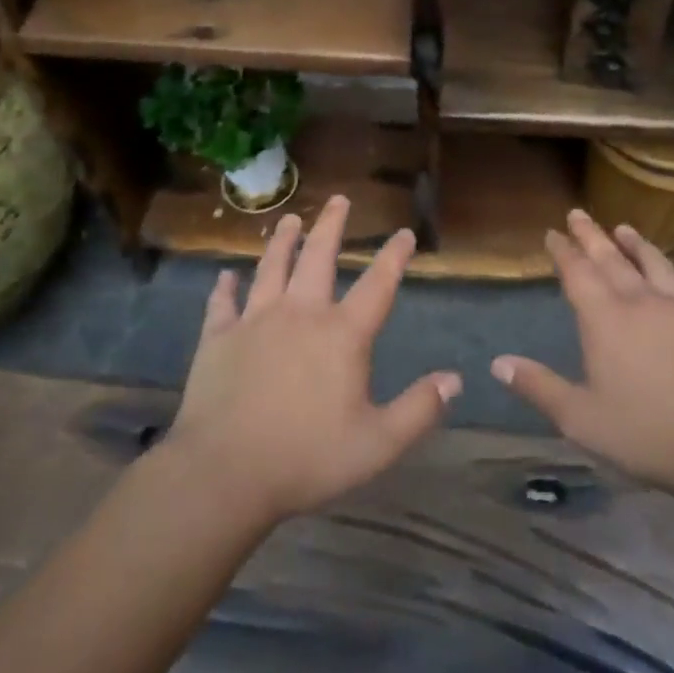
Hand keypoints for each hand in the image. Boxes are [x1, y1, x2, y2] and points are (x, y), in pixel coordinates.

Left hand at [163, 195, 460, 525]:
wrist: (225, 473)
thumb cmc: (307, 458)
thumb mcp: (378, 443)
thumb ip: (419, 409)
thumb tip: (455, 379)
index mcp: (342, 334)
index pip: (378, 285)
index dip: (394, 256)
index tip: (405, 233)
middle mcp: (300, 313)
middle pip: (319, 256)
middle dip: (332, 225)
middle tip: (338, 199)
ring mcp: (255, 321)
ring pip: (271, 267)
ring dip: (282, 241)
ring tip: (290, 219)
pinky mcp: (218, 338)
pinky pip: (222, 304)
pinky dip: (224, 287)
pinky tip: (225, 276)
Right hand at [492, 210, 673, 498]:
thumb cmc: (644, 432)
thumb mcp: (579, 418)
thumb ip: (538, 387)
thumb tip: (497, 363)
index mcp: (604, 319)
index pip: (577, 274)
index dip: (563, 251)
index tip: (552, 232)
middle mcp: (641, 301)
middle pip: (612, 259)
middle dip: (592, 235)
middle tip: (578, 214)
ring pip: (657, 264)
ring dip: (638, 245)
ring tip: (625, 228)